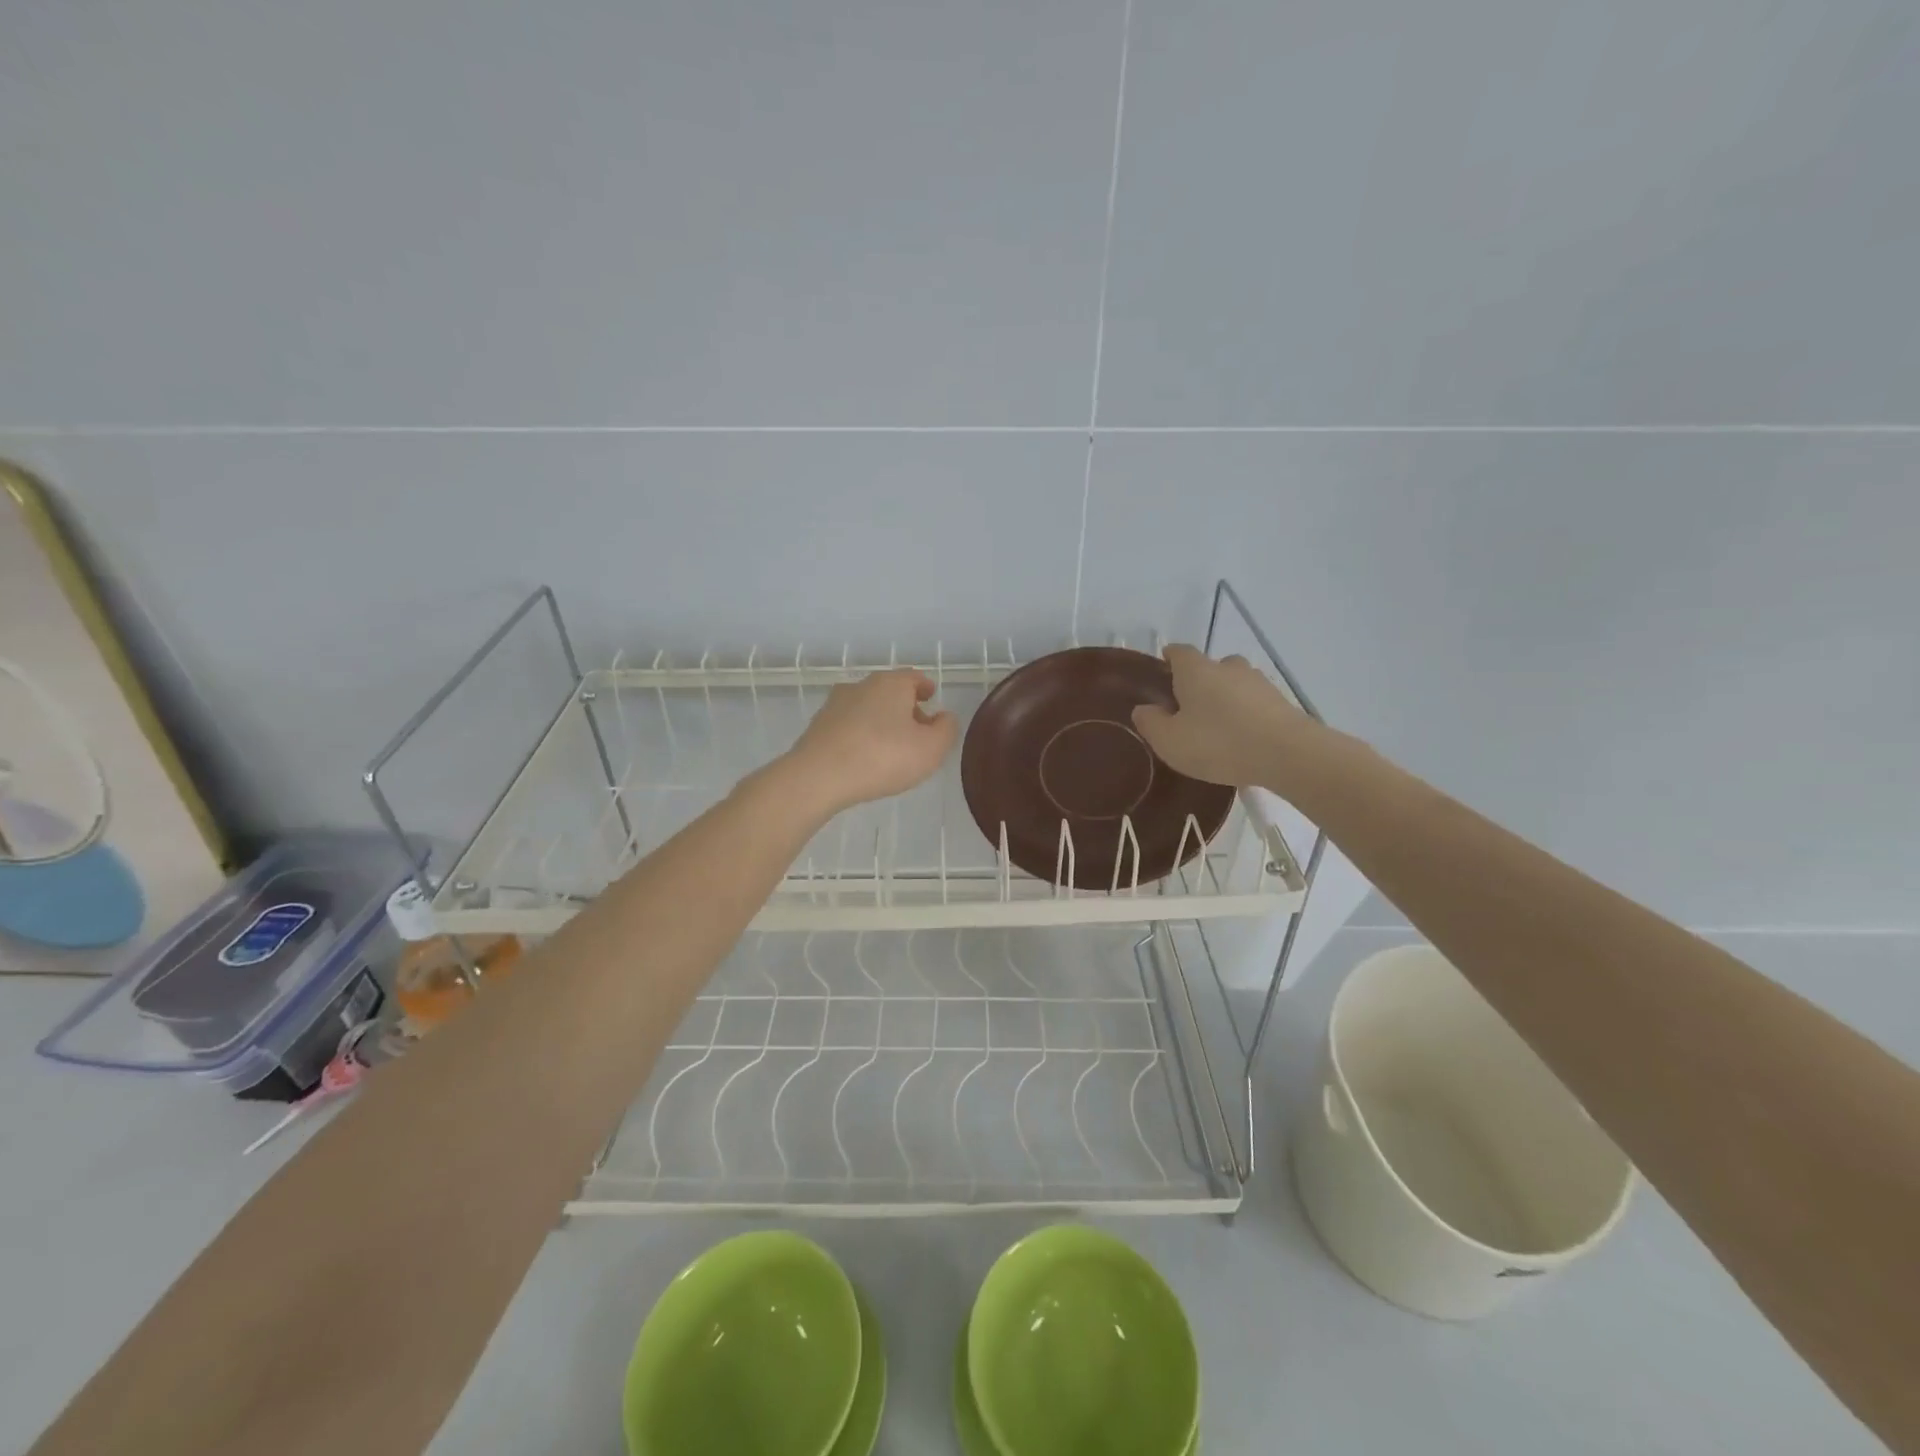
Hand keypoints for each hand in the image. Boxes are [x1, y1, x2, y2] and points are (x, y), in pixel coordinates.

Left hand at [782, 669, 958, 814]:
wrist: (818, 776)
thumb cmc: (883, 757)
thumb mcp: (931, 749)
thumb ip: (946, 730)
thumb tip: (944, 717)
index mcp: (891, 684)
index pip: (914, 678)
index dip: (925, 688)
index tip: (931, 697)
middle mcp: (862, 686)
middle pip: (890, 691)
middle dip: (905, 707)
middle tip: (917, 729)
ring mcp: (835, 705)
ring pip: (867, 708)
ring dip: (881, 721)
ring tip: (891, 746)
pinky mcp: (818, 727)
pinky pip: (849, 726)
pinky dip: (861, 735)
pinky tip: (865, 756)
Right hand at [1131, 644, 1312, 787]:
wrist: (1287, 754)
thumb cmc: (1218, 743)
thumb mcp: (1170, 741)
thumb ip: (1151, 723)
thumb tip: (1143, 709)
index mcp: (1196, 671)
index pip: (1179, 652)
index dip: (1169, 658)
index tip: (1162, 668)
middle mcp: (1228, 667)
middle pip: (1210, 667)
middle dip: (1199, 682)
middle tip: (1189, 708)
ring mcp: (1258, 683)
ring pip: (1234, 684)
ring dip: (1225, 698)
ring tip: (1217, 726)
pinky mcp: (1281, 702)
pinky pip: (1254, 703)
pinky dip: (1245, 714)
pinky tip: (1242, 738)